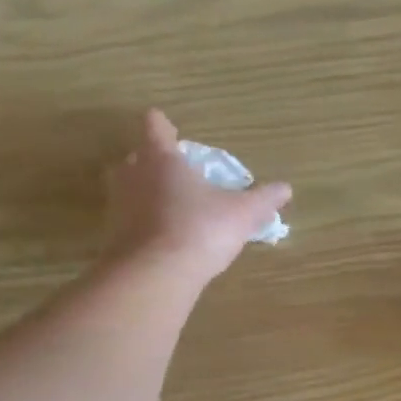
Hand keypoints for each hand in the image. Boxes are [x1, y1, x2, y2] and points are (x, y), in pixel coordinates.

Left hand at [108, 110, 291, 282]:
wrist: (156, 274)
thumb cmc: (200, 230)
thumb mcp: (242, 214)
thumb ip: (263, 200)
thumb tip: (286, 188)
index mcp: (162, 158)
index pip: (156, 127)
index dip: (163, 126)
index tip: (169, 129)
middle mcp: (133, 173)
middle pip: (139, 157)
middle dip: (155, 162)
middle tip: (177, 175)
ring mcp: (118, 204)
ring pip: (130, 188)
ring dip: (146, 193)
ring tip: (170, 207)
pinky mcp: (113, 234)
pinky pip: (129, 220)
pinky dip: (143, 223)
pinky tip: (162, 239)